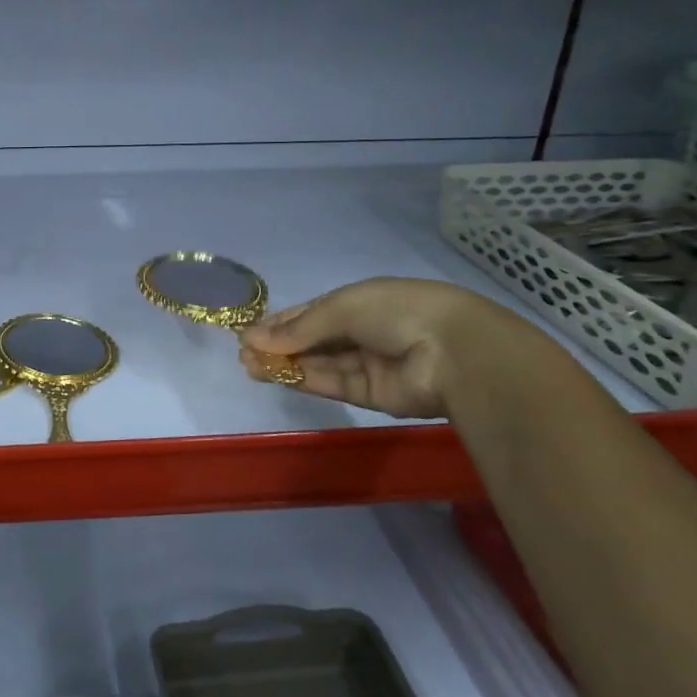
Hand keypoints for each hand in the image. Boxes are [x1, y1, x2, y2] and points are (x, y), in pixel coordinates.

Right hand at [237, 279, 517, 418]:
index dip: (281, 321)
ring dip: (284, 363)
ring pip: (318, 364)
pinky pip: (331, 384)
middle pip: (314, 340)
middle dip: (279, 344)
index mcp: (362, 301)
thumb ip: (299, 327)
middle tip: (243, 352)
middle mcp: (364, 332)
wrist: (453, 352)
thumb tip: (254, 338)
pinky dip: (302, 379)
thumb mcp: (342, 307)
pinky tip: (273, 374)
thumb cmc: (397, 311)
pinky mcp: (371, 394)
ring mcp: (369, 364)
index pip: (313, 312)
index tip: (249, 331)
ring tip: (248, 365)